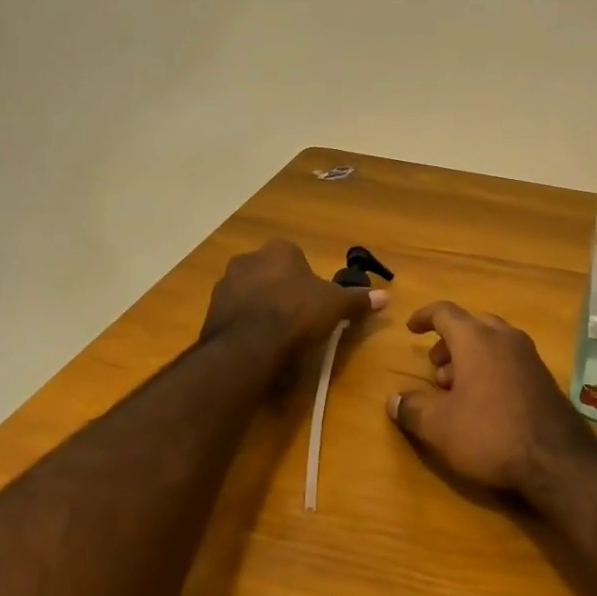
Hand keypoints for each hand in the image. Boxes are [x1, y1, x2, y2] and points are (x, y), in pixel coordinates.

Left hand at [201, 240, 384, 354]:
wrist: (248, 345)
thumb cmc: (297, 314)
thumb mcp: (335, 306)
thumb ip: (358, 300)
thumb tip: (386, 296)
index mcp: (279, 250)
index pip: (296, 257)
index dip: (306, 280)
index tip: (314, 302)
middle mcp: (248, 259)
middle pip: (271, 273)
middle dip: (281, 290)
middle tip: (296, 317)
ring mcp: (225, 284)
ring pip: (250, 292)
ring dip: (260, 307)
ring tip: (276, 334)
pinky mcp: (211, 310)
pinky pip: (234, 314)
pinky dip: (244, 324)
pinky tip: (256, 344)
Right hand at [388, 302, 596, 499]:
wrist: (557, 460)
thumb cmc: (490, 434)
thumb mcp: (439, 427)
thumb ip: (412, 409)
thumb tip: (393, 400)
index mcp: (476, 338)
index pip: (445, 312)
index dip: (424, 317)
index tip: (411, 329)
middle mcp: (504, 337)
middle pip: (472, 325)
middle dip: (449, 342)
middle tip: (435, 368)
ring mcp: (529, 356)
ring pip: (493, 342)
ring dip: (470, 357)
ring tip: (456, 389)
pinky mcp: (545, 377)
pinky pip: (510, 360)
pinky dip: (491, 368)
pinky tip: (485, 402)